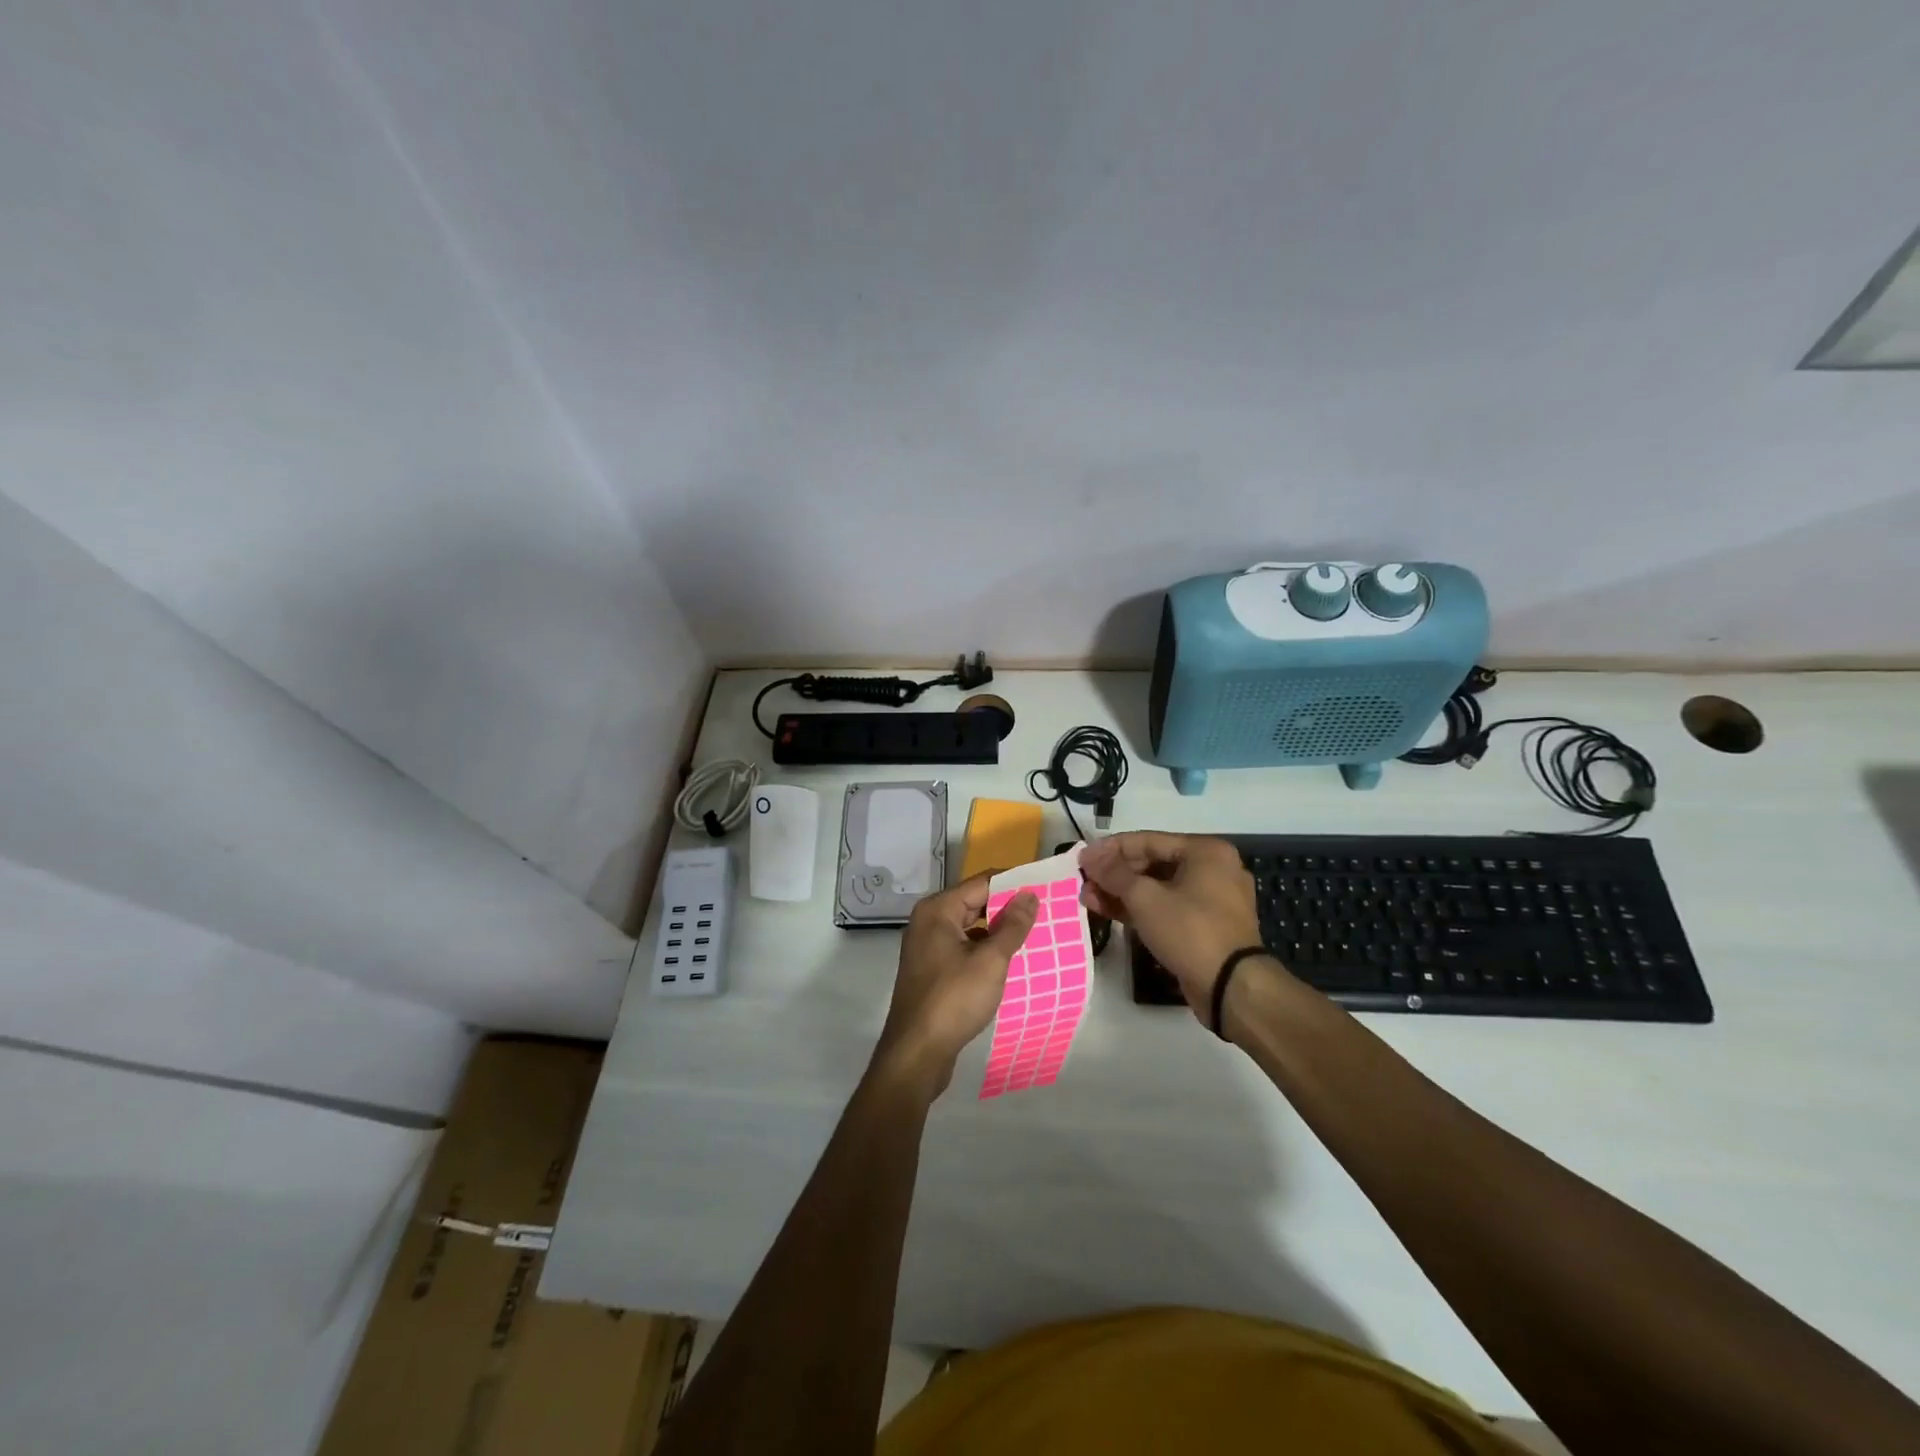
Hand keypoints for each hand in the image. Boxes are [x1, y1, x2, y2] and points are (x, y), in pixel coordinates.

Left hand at [874, 876, 1038, 1097]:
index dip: (1014, 883)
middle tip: (1045, 912)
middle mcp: (928, 921)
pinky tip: (1010, 961)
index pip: (982, 883)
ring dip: (998, 931)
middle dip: (1008, 908)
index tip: (1045, 887)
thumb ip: (1012, 926)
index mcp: (938, 910)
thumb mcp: (990, 960)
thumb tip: (1029, 895)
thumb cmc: (953, 999)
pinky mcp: (932, 970)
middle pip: (974, 902)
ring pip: (970, 928)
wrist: (917, 1053)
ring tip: (1035, 935)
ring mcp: (927, 947)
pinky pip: (964, 948)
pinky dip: (985, 951)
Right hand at [1080, 832, 1268, 1020]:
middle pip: (1153, 863)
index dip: (1110, 849)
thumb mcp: (1145, 898)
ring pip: (1158, 888)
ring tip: (1089, 899)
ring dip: (1123, 893)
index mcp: (1205, 851)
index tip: (1081, 858)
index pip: (1148, 840)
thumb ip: (1114, 873)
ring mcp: (1211, 899)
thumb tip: (1088, 855)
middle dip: (1115, 875)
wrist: (1231, 987)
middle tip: (1084, 882)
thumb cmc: (1190, 930)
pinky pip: (1168, 907)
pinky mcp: (1206, 925)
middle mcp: (1212, 869)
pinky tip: (1109, 912)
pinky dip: (1141, 909)